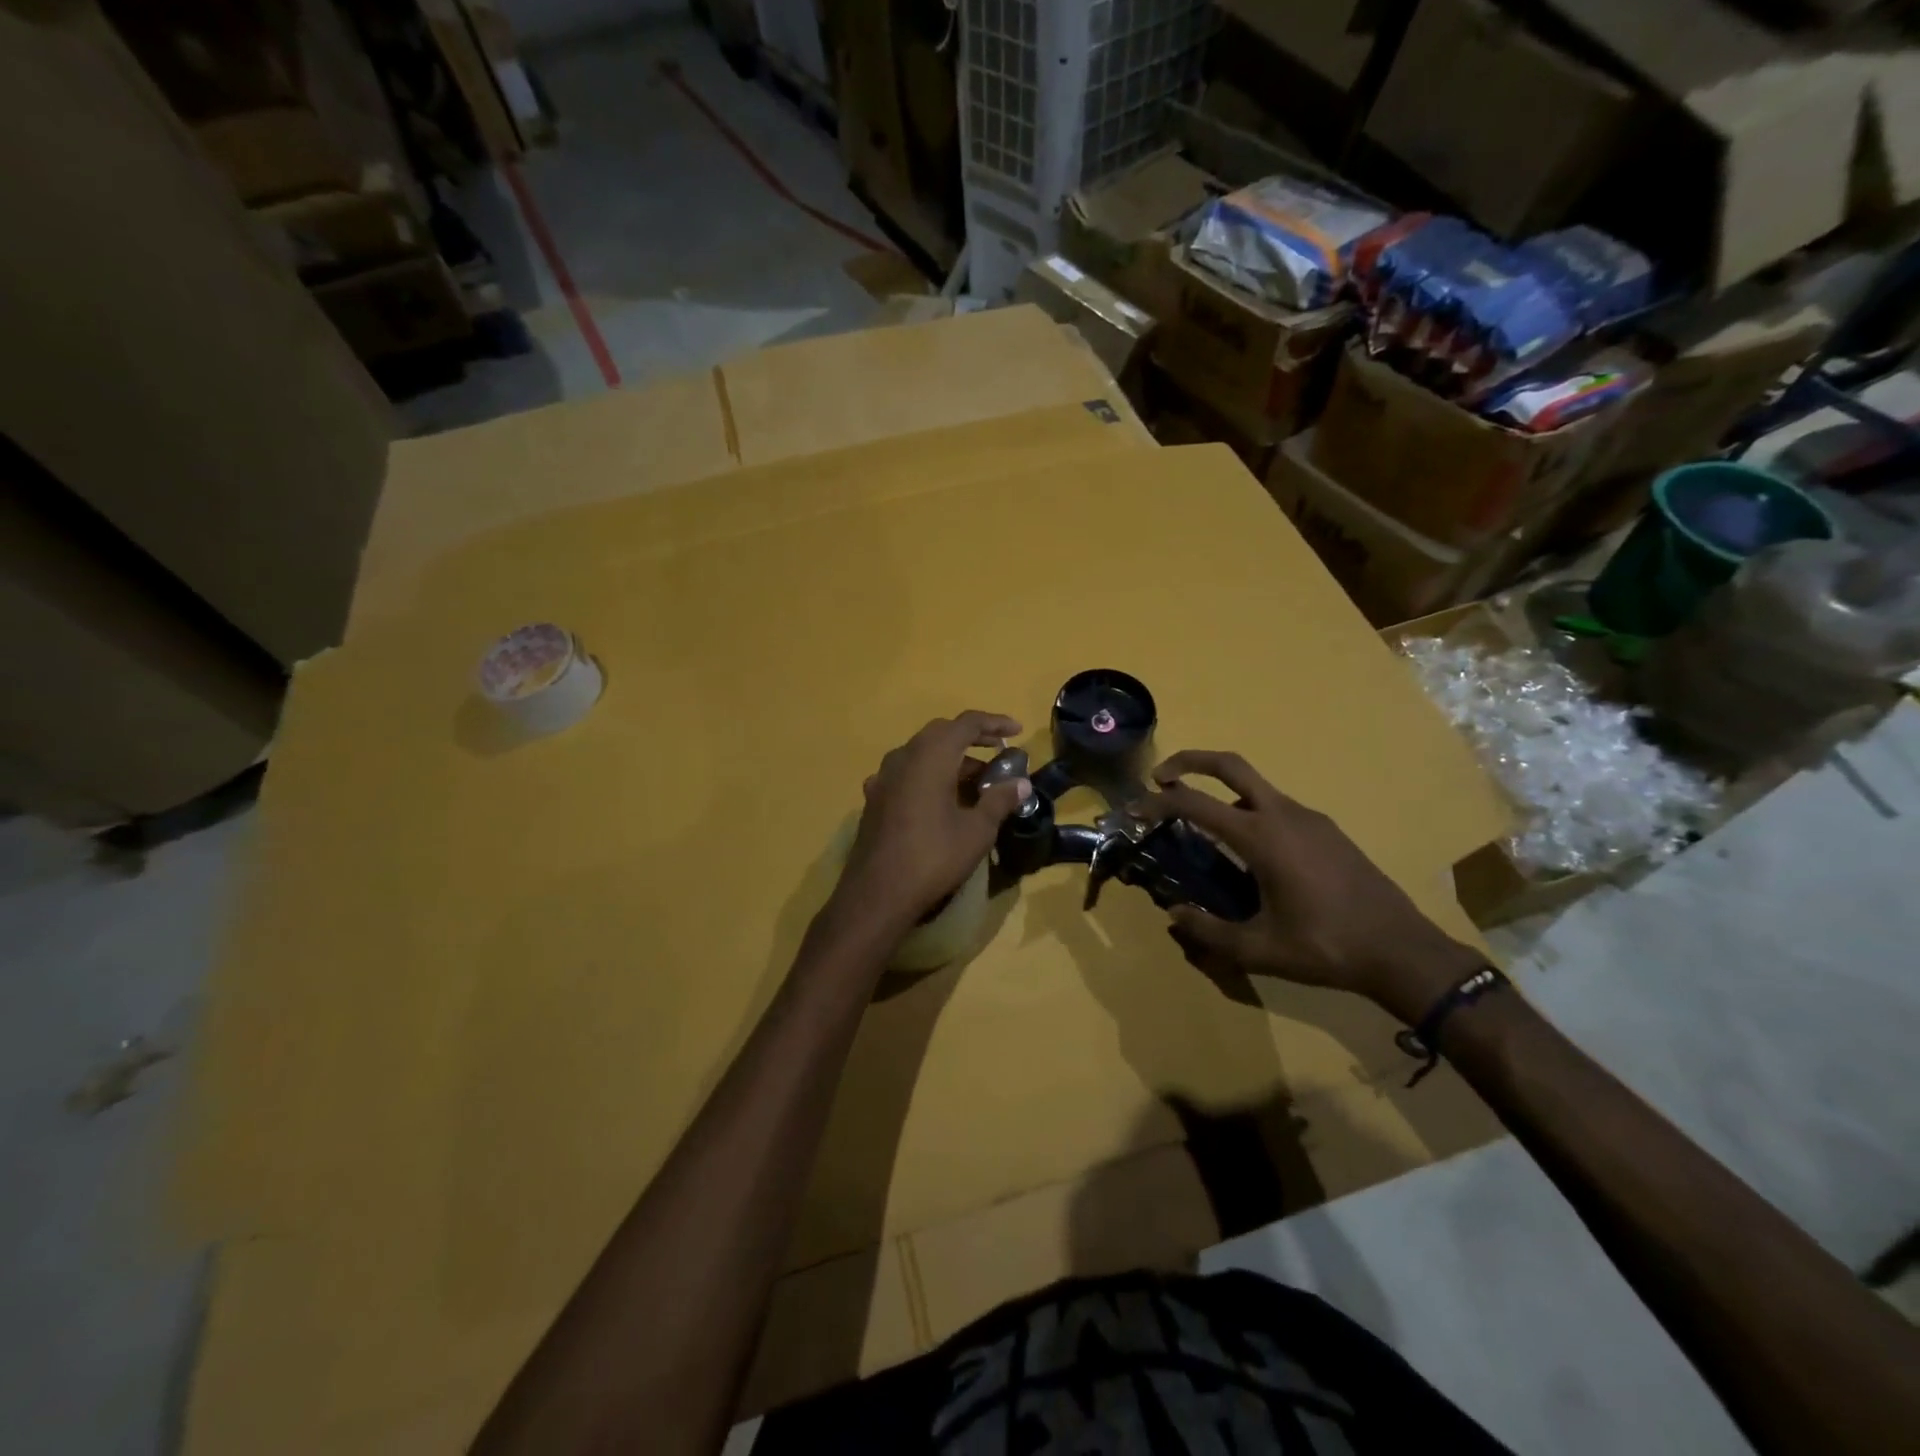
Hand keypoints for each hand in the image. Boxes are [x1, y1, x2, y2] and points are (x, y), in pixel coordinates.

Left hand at [829, 711, 1032, 941]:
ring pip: (922, 754)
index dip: (994, 723)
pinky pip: (907, 774)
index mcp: (930, 756)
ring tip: (976, 780)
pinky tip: (940, 799)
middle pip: (941, 733)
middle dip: (972, 738)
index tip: (1017, 731)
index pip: (966, 723)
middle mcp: (903, 757)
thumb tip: (1021, 783)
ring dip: (950, 759)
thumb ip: (999, 800)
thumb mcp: (977, 831)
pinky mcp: (875, 798)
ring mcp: (884, 777)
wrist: (877, 894)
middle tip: (998, 752)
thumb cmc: (933, 857)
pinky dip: (929, 776)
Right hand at [1138, 750, 1484, 1024]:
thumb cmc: (1326, 947)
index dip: (1158, 803)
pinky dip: (1247, 808)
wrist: (1403, 951)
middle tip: (1159, 778)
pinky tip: (1246, 848)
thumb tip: (1174, 915)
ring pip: (1255, 785)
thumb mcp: (1259, 949)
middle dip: (1190, 761)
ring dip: (1220, 788)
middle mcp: (1284, 815)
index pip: (1196, 804)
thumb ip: (1208, 931)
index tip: (1134, 809)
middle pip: (1230, 765)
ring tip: (1198, 821)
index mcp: (1262, 837)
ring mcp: (1310, 819)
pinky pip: (1276, 805)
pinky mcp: (1326, 831)